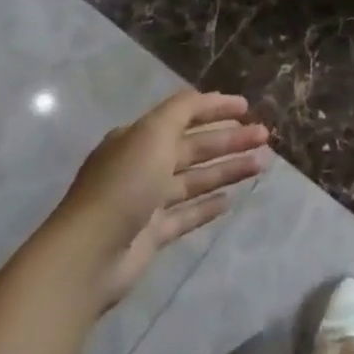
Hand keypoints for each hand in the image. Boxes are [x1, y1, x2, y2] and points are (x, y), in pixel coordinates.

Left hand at [52, 89, 269, 308]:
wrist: (88, 255)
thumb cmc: (124, 183)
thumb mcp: (153, 132)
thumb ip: (183, 109)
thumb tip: (206, 97)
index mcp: (139, 137)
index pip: (183, 114)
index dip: (215, 107)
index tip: (246, 106)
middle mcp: (143, 165)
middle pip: (194, 147)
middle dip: (230, 139)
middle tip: (264, 136)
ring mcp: (147, 201)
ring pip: (196, 179)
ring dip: (227, 169)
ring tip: (261, 164)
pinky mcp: (152, 234)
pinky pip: (186, 214)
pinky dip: (208, 205)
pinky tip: (231, 200)